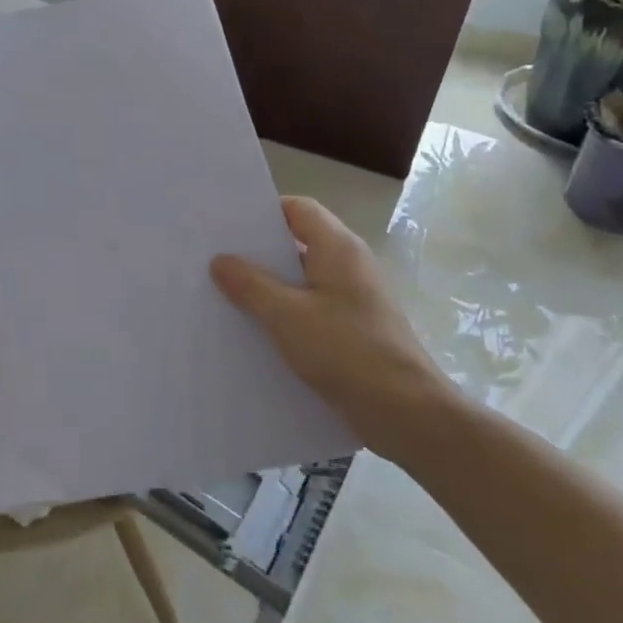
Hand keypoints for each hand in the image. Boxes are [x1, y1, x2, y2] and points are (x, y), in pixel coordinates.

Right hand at [211, 196, 460, 466]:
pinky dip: (285, 312)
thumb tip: (220, 260)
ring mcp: (354, 299)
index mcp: (338, 248)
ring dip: (269, 286)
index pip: (298, 208)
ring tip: (226, 295)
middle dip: (259, 252)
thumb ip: (250, 285)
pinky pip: (311, 308)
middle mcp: (350, 265)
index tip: (227, 226)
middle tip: (215, 259)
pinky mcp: (354, 330)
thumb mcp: (286, 315)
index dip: (263, 212)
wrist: (407, 414)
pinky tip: (256, 331)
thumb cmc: (346, 351)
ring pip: (302, 280)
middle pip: (298, 243)